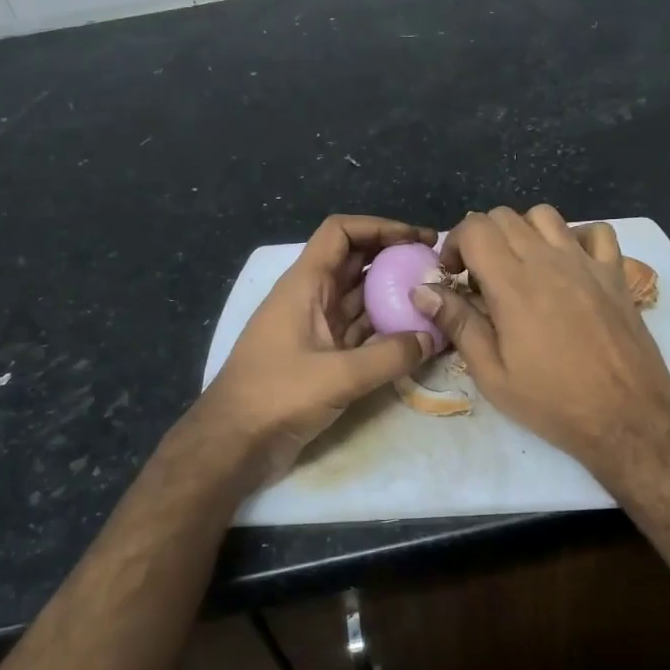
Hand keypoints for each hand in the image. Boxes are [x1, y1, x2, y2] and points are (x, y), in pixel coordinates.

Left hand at [201, 215, 436, 480]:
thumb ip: (389, 356)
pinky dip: (385, 330)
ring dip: (393, 295)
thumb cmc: (276, 396)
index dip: (380, 227)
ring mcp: (316, 328)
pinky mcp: (322, 357)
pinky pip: (360, 332)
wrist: (233, 442)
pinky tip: (416, 337)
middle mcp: (311, 298)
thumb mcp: (337, 375)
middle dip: (394, 259)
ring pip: (360, 298)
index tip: (418, 240)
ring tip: (435, 300)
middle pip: (355, 262)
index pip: (341, 233)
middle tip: (437, 269)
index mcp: (304, 285)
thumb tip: (430, 338)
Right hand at [411, 206, 669, 486]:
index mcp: (513, 284)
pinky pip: (595, 231)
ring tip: (520, 267)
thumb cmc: (553, 401)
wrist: (627, 417)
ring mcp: (586, 262)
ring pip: (545, 215)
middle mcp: (549, 260)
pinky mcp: (615, 273)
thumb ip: (458, 324)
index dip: (455, 244)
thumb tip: (422, 291)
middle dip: (481, 238)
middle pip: (504, 216)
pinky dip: (575, 237)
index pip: (475, 228)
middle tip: (479, 277)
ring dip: (523, 232)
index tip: (452, 276)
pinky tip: (568, 265)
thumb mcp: (492, 374)